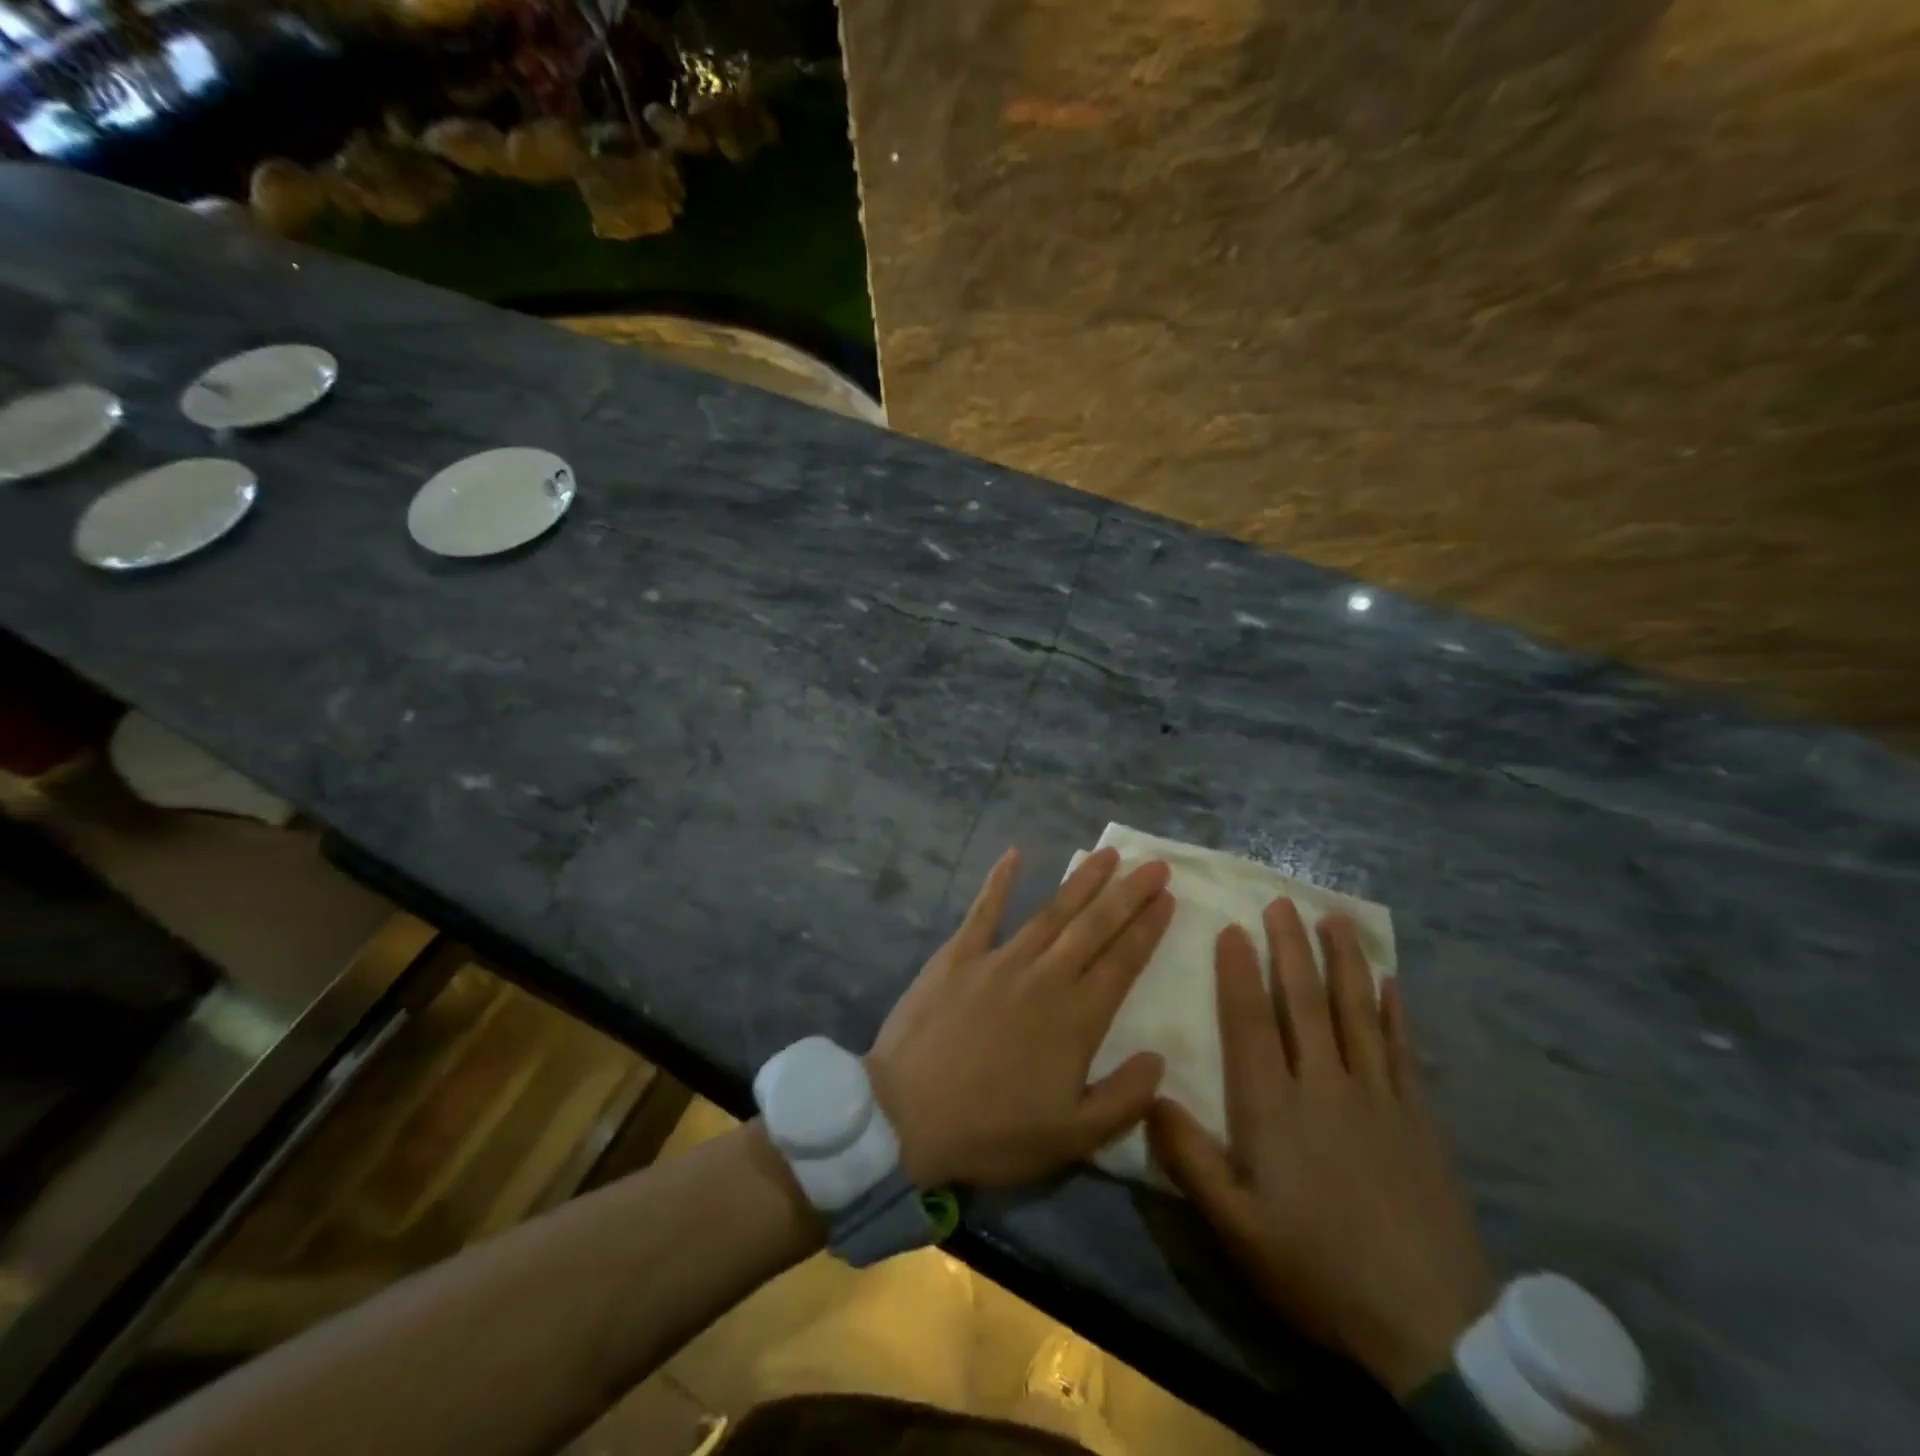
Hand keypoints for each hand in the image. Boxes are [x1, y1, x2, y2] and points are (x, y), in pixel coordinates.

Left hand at [867, 845, 1172, 1188]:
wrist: (906, 1115)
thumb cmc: (992, 1131)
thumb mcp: (1072, 1138)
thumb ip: (1124, 1099)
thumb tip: (1159, 1058)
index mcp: (1076, 1018)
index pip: (1123, 961)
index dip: (1148, 927)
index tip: (1168, 897)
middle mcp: (1044, 977)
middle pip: (1094, 926)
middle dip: (1128, 893)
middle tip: (1154, 864)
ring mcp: (999, 960)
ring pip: (1051, 911)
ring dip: (1081, 880)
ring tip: (1107, 853)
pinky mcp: (958, 955)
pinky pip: (983, 910)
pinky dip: (999, 880)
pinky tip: (1014, 853)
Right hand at [1148, 900, 1492, 1395]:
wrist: (1431, 1326)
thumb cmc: (1317, 1269)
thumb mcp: (1237, 1228)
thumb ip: (1190, 1159)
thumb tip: (1152, 1095)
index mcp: (1274, 1108)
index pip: (1250, 1022)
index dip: (1238, 972)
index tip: (1233, 928)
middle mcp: (1324, 1085)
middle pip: (1304, 1002)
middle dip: (1290, 948)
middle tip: (1282, 902)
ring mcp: (1376, 1097)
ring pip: (1355, 1012)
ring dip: (1343, 962)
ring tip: (1334, 920)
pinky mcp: (1418, 1117)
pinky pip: (1402, 1049)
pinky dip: (1394, 1011)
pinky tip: (1390, 982)